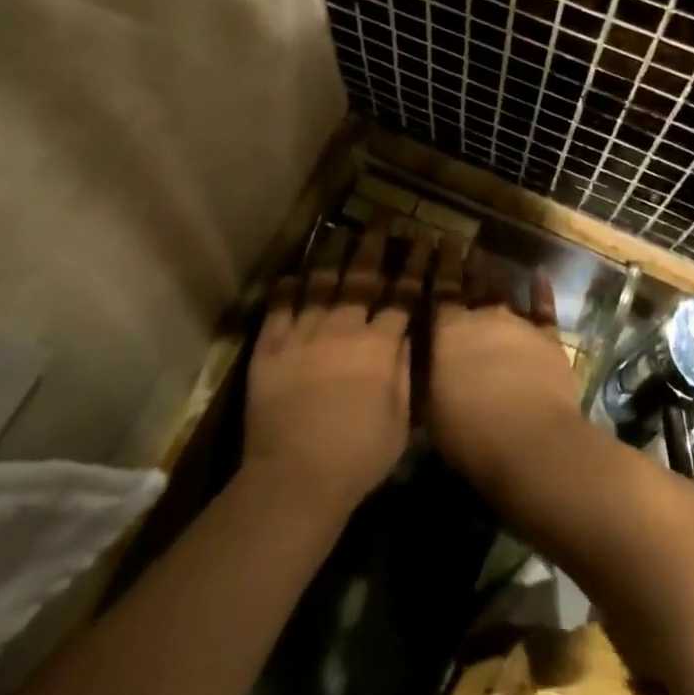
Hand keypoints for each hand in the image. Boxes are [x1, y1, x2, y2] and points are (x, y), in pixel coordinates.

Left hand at [244, 224, 424, 514]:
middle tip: (382, 215)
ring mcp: (304, 334)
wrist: (296, 478)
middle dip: (374, 243)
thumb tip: (408, 333)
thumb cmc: (358, 457)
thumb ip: (405, 371)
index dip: (414, 264)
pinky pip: (279, 308)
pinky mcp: (271, 348)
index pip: (402, 294)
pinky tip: (292, 273)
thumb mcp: (400, 420)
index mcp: (379, 345)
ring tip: (340, 230)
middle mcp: (343, 328)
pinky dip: (286, 289)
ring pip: (321, 283)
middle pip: (362, 276)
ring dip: (332, 254)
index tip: (423, 237)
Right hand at [425, 238, 585, 494]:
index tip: (435, 238)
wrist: (530, 440)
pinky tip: (539, 274)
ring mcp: (518, 322)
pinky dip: (541, 289)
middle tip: (455, 238)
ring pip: (501, 289)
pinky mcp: (547, 337)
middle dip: (461, 260)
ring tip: (484, 255)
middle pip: (469, 282)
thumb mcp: (430, 408)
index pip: (438, 290)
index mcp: (448, 330)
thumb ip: (426, 374)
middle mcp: (482, 316)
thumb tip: (419, 358)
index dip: (436, 263)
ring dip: (492, 272)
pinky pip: (543, 307)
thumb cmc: (469, 431)